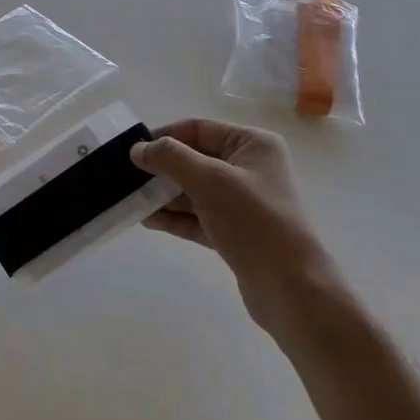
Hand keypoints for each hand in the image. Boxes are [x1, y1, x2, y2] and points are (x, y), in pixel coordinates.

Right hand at [133, 119, 329, 332]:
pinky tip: (148, 219)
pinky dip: (175, 217)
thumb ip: (170, 158)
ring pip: (194, 190)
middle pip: (194, 159)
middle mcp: (250, 168)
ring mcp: (243, 202)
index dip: (164, 137)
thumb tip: (138, 149)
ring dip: (164, 194)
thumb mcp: (209, 180)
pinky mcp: (236, 233)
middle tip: (126, 177)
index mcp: (253, 144)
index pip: (199, 129)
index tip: (133, 150)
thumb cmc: (254, 221)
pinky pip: (198, 216)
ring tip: (130, 199)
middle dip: (161, 169)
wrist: (292, 290)